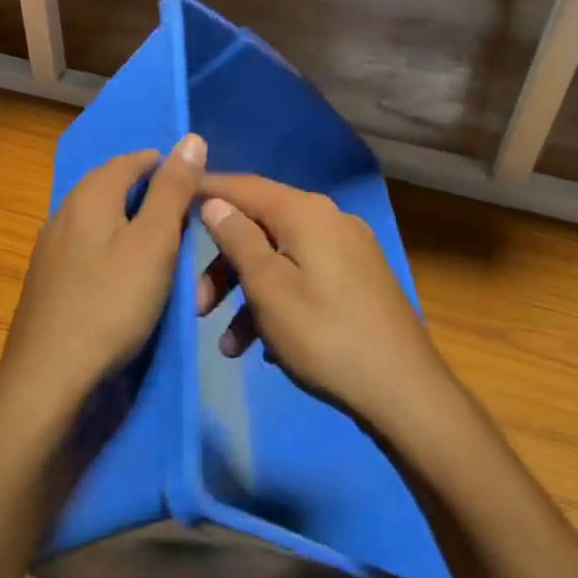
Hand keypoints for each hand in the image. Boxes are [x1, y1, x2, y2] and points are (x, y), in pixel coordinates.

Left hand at [0, 134, 205, 419]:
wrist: (49, 378)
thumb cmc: (111, 303)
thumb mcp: (154, 243)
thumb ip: (172, 190)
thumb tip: (190, 138)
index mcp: (89, 196)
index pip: (130, 160)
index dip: (163, 165)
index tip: (192, 184)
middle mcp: (63, 213)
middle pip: (109, 187)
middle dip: (146, 193)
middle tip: (183, 216)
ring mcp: (49, 250)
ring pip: (96, 220)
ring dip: (128, 223)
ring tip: (161, 246)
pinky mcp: (46, 283)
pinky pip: (86, 249)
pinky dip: (112, 250)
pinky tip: (125, 276)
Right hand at [196, 175, 452, 430]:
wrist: (405, 391)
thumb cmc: (325, 335)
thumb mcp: (268, 288)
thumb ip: (237, 239)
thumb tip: (215, 202)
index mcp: (306, 213)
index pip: (245, 186)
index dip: (207, 191)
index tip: (172, 201)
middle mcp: (329, 220)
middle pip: (261, 227)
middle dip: (224, 264)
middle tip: (198, 305)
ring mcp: (348, 251)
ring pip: (280, 258)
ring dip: (247, 295)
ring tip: (228, 344)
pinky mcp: (357, 281)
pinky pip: (304, 278)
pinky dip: (278, 302)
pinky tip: (265, 347)